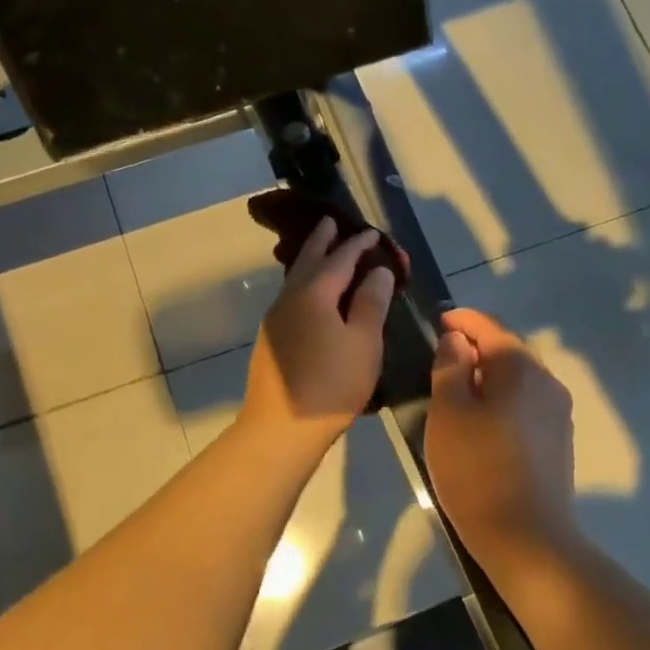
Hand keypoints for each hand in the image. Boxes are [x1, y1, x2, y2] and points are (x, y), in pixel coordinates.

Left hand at [241, 218, 396, 450]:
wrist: (281, 427)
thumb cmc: (331, 384)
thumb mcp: (363, 343)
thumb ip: (371, 302)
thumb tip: (379, 270)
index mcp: (314, 293)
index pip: (340, 258)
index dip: (358, 244)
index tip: (373, 233)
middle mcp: (290, 298)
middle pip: (307, 260)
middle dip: (322, 241)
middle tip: (332, 222)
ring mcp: (275, 319)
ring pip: (295, 278)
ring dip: (310, 261)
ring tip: (323, 253)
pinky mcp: (271, 339)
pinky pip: (291, 297)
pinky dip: (305, 284)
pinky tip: (312, 295)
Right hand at [425, 309, 579, 563]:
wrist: (527, 537)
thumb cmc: (477, 469)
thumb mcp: (448, 413)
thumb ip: (451, 367)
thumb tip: (457, 340)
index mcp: (521, 368)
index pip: (490, 327)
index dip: (462, 320)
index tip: (438, 321)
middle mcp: (548, 383)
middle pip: (508, 352)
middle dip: (476, 349)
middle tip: (442, 359)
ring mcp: (558, 414)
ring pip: (518, 381)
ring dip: (489, 378)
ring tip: (457, 392)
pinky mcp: (558, 442)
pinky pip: (525, 407)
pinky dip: (502, 403)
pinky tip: (481, 424)